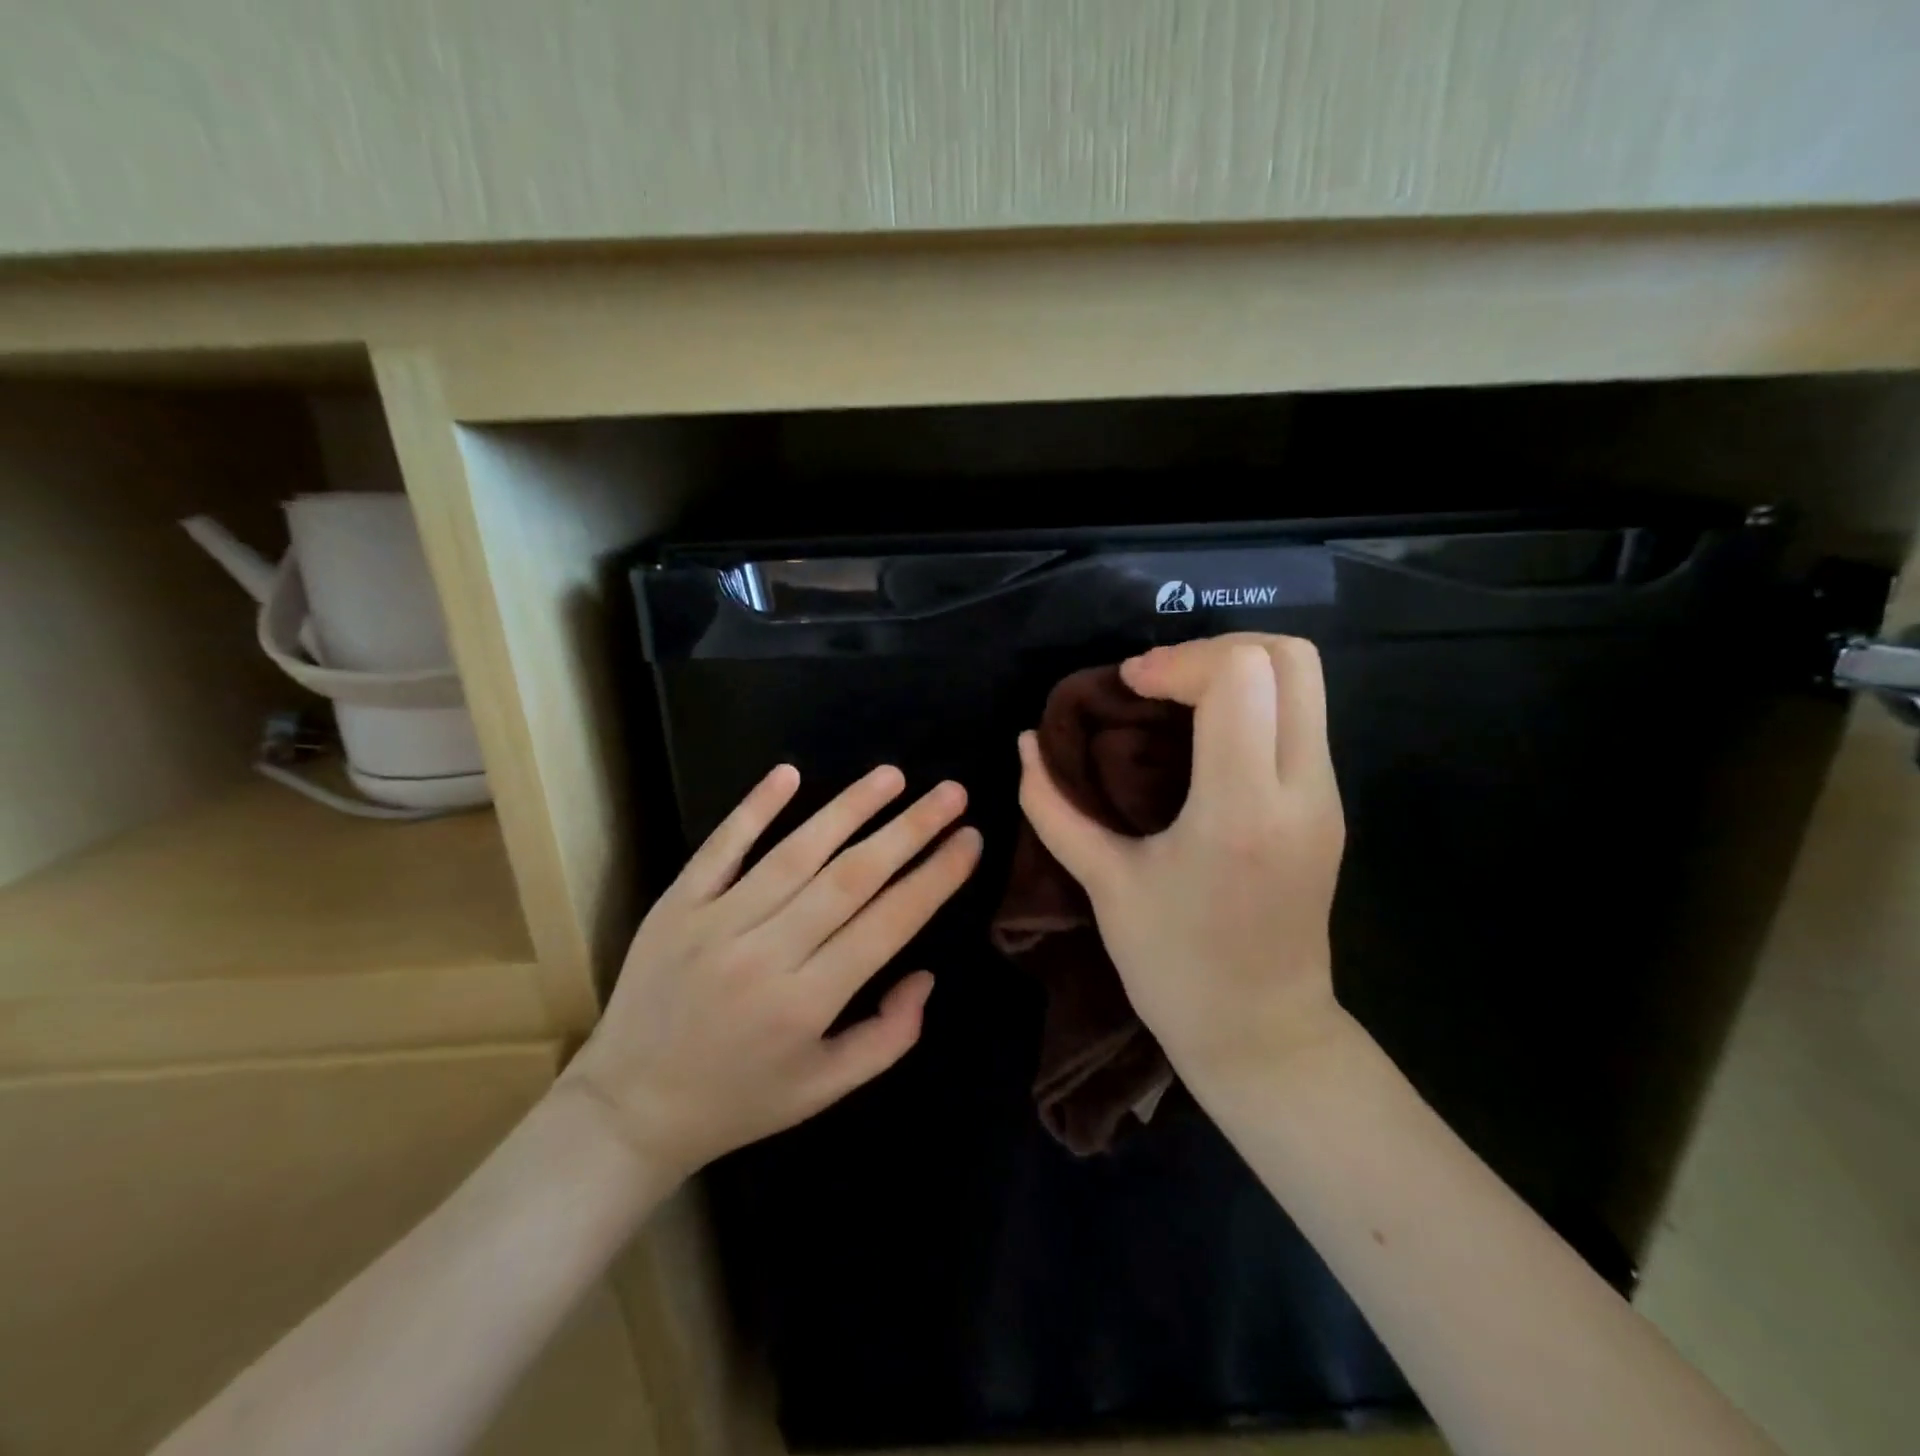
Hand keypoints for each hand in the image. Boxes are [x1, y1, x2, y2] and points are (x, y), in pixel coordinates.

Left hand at [560, 764, 981, 1181]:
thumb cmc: (741, 1100)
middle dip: (909, 830)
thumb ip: (888, 1036)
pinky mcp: (677, 906)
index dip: (935, 877)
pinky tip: (789, 773)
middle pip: (851, 877)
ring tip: (893, 776)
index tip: (970, 839)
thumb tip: (925, 974)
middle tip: (952, 793)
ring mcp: (716, 923)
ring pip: (795, 852)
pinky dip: (754, 809)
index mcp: (808, 1003)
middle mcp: (766, 953)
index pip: (888, 923)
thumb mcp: (825, 1089)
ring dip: (849, 808)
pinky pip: (721, 848)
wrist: (630, 1108)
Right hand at [1016, 635, 1346, 1092]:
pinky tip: (1202, 736)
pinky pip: (1301, 717)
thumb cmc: (1174, 967)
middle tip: (1159, 683)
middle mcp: (1300, 790)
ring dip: (1237, 669)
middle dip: (1216, 647)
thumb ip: (1054, 807)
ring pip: (1306, 681)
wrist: (1262, 1035)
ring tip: (1177, 701)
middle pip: (1291, 657)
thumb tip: (1026, 744)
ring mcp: (1326, 797)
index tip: (1130, 687)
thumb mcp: (1104, 884)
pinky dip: (1253, 701)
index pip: (1239, 676)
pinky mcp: (1329, 807)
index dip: (1178, 661)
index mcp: (1240, 809)